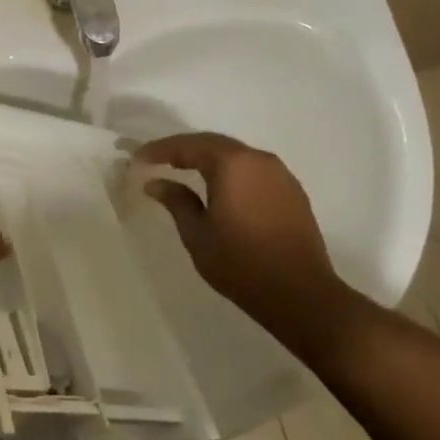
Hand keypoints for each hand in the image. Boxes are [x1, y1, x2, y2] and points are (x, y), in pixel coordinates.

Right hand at [137, 133, 348, 338]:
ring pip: (236, 156)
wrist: (301, 295)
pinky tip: (218, 188)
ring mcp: (280, 174)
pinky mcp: (292, 192)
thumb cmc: (241, 264)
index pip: (189, 146)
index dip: (160, 150)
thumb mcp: (198, 234)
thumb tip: (156, 183)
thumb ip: (177, 202)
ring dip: (208, 159)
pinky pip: (253, 170)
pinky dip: (230, 172)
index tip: (138, 158)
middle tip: (157, 160)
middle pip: (214, 144)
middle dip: (183, 150)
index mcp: (232, 164)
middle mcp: (259, 160)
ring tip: (183, 171)